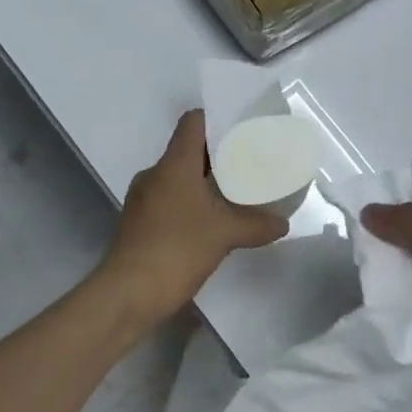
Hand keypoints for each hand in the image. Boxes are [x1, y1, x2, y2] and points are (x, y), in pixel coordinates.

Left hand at [100, 110, 288, 325]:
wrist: (128, 292)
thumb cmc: (177, 249)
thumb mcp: (225, 235)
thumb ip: (257, 224)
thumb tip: (282, 223)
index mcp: (173, 164)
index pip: (193, 123)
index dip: (218, 119)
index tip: (244, 128)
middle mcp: (155, 175)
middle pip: (189, 150)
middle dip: (220, 155)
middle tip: (251, 162)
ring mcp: (144, 200)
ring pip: (180, 178)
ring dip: (207, 182)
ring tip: (237, 192)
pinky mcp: (141, 224)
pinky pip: (171, 201)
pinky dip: (193, 204)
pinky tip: (214, 221)